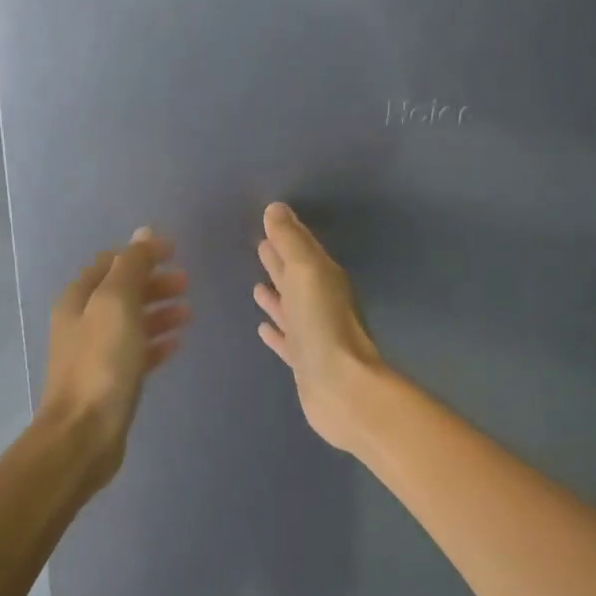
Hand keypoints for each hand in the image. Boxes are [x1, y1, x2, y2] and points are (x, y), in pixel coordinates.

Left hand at [38, 228, 188, 486]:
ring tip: (188, 312)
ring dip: (158, 311)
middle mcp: (82, 321)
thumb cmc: (101, 363)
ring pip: (131, 322)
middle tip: (187, 282)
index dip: (141, 254)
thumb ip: (131, 266)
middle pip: (122, 291)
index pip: (110, 263)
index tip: (175, 251)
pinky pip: (136, 352)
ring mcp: (95, 352)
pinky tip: (176, 343)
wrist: (84, 433)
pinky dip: (155, 342)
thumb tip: (144, 234)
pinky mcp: (110, 380)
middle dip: (153, 282)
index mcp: (78, 298)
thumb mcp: (117, 304)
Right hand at [254, 202, 382, 453]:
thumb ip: (290, 241)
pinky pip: (287, 339)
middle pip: (296, 277)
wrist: (339, 387)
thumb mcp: (305, 272)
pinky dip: (275, 331)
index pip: (303, 249)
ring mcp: (313, 334)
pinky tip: (262, 328)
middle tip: (260, 246)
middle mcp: (321, 303)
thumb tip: (276, 209)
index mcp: (324, 278)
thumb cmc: (322, 324)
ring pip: (291, 308)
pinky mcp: (304, 361)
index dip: (287, 235)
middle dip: (279, 263)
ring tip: (256, 286)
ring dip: (276, 297)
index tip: (269, 221)